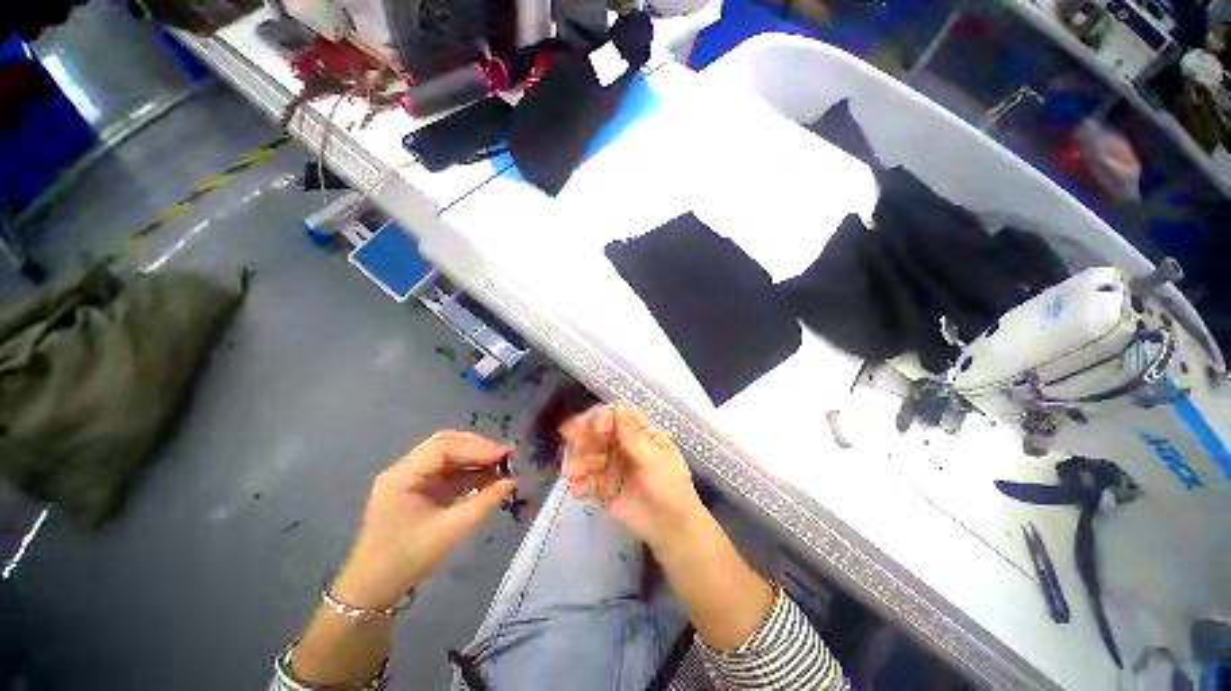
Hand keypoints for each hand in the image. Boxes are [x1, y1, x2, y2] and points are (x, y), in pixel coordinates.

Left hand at [332, 431, 516, 608]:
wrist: (375, 590)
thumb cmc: (407, 560)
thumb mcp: (450, 530)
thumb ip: (484, 502)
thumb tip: (512, 481)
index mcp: (403, 476)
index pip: (443, 448)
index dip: (477, 448)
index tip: (505, 454)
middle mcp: (405, 470)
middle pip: (445, 444)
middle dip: (477, 447)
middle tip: (505, 456)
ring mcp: (412, 479)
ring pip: (449, 456)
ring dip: (475, 458)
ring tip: (502, 466)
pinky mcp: (420, 489)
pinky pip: (448, 471)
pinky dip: (469, 471)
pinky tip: (488, 477)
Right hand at [561, 406, 704, 548]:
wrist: (672, 528)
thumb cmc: (671, 488)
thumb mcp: (656, 461)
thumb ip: (634, 439)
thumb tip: (616, 411)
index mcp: (641, 434)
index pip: (619, 417)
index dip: (604, 418)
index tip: (595, 427)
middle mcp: (624, 446)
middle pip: (600, 434)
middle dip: (585, 435)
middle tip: (569, 437)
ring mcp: (613, 466)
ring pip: (590, 455)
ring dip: (579, 459)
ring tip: (572, 470)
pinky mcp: (604, 487)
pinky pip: (588, 481)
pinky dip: (580, 483)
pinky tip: (577, 489)